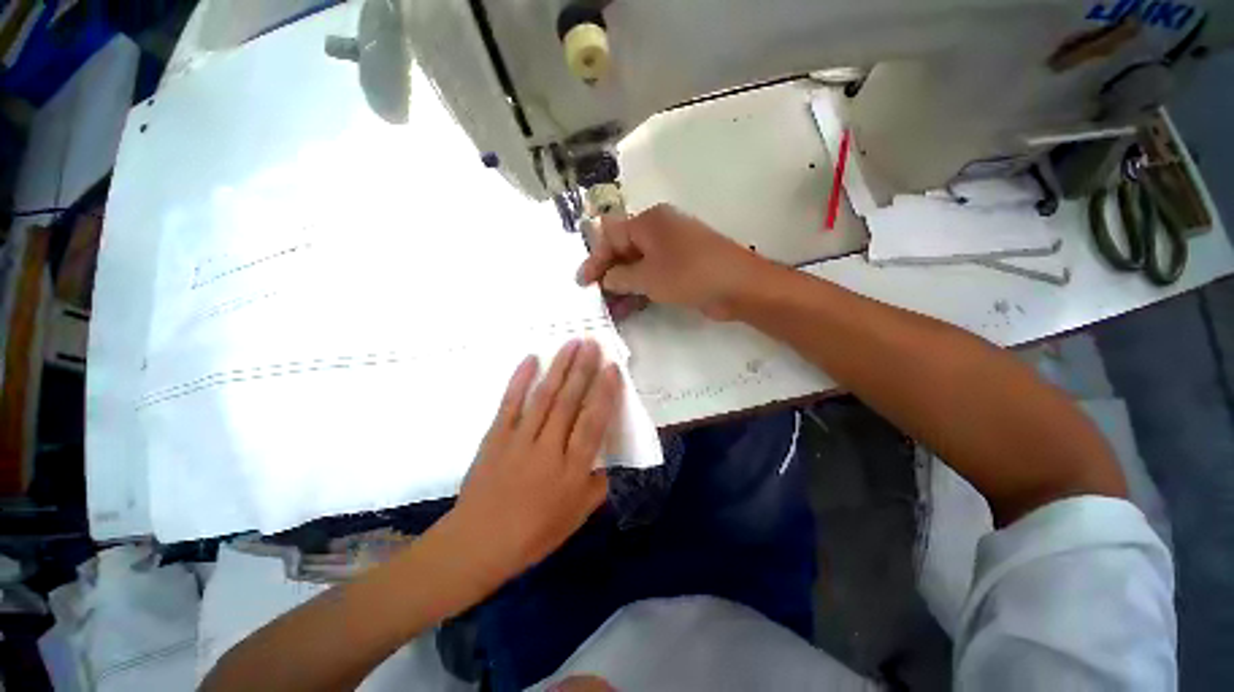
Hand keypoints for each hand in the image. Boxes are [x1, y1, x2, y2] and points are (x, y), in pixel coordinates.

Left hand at [451, 339, 618, 581]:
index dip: (605, 392)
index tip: (612, 368)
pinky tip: (531, 359)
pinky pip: (510, 402)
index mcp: (572, 469)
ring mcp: (520, 439)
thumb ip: (597, 484)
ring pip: (544, 396)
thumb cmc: (534, 534)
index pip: (593, 422)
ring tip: (571, 344)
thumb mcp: (577, 516)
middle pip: (569, 401)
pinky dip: (520, 379)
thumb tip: (605, 459)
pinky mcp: (496, 436)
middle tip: (593, 343)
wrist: (478, 543)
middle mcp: (549, 448)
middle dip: (583, 369)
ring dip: (559, 367)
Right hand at [576, 204, 770, 320]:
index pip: (611, 237)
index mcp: (649, 222)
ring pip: (638, 266)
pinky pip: (653, 275)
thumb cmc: (689, 275)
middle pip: (623, 251)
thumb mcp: (648, 277)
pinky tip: (629, 308)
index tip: (583, 283)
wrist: (738, 286)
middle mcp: (659, 231)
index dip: (595, 260)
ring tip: (611, 309)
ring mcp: (672, 249)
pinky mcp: (681, 267)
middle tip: (596, 298)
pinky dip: (640, 290)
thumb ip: (620, 278)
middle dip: (608, 275)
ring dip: (623, 286)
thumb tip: (606, 279)